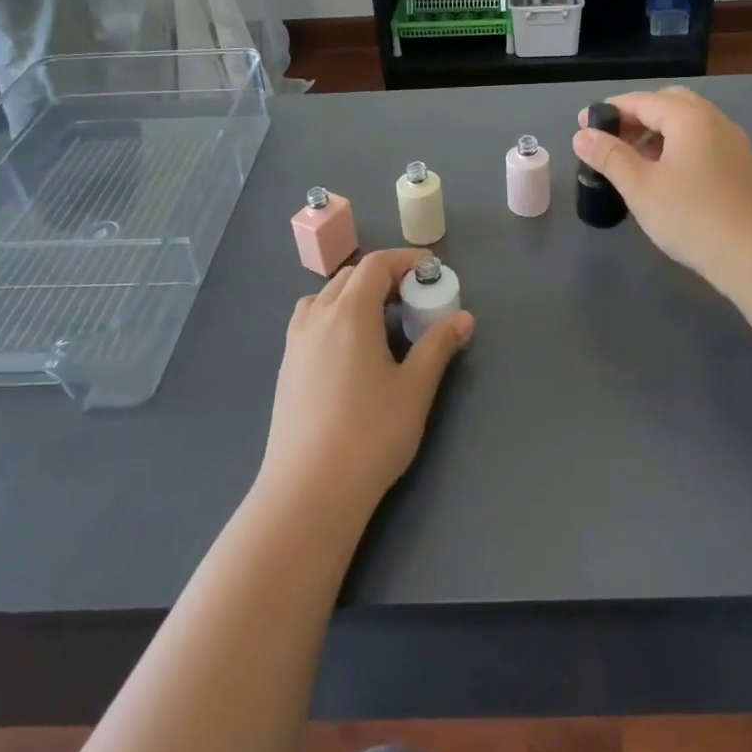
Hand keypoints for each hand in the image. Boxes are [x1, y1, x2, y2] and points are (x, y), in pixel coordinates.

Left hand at [259, 249, 474, 524]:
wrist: (309, 490)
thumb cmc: (370, 434)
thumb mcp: (415, 389)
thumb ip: (438, 347)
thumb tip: (464, 319)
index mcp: (350, 313)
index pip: (376, 265)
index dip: (406, 260)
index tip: (431, 270)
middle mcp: (318, 317)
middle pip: (350, 276)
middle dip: (383, 277)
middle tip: (412, 298)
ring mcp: (296, 342)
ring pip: (325, 296)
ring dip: (354, 294)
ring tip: (379, 320)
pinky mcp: (286, 366)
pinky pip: (310, 320)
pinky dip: (333, 314)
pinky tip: (350, 349)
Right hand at [574, 88, 751, 292]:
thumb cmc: (691, 216)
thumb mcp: (640, 186)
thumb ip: (609, 156)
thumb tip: (582, 135)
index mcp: (690, 117)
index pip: (642, 100)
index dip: (610, 110)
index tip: (583, 124)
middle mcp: (715, 121)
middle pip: (669, 104)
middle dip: (636, 117)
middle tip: (610, 139)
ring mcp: (732, 144)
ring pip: (687, 125)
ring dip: (656, 133)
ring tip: (631, 161)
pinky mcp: (740, 168)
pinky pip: (701, 143)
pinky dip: (676, 148)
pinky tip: (662, 177)